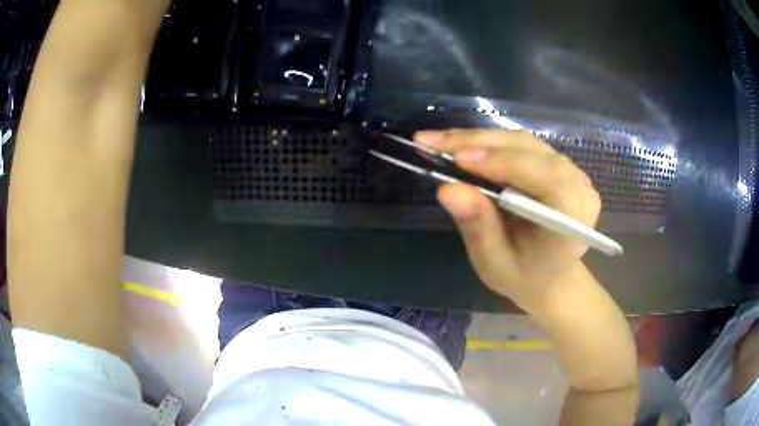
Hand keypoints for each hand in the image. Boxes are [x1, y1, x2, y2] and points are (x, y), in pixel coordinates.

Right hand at [415, 129, 601, 310]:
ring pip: (523, 142)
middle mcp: (579, 189)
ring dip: (479, 139)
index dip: (504, 164)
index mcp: (571, 221)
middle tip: (431, 142)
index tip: (457, 159)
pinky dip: (488, 143)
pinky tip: (460, 145)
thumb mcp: (494, 262)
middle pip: (531, 152)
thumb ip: (478, 227)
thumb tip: (448, 190)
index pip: (547, 180)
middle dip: (479, 144)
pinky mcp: (558, 164)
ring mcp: (571, 172)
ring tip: (439, 141)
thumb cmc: (522, 275)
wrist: (548, 274)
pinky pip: (522, 145)